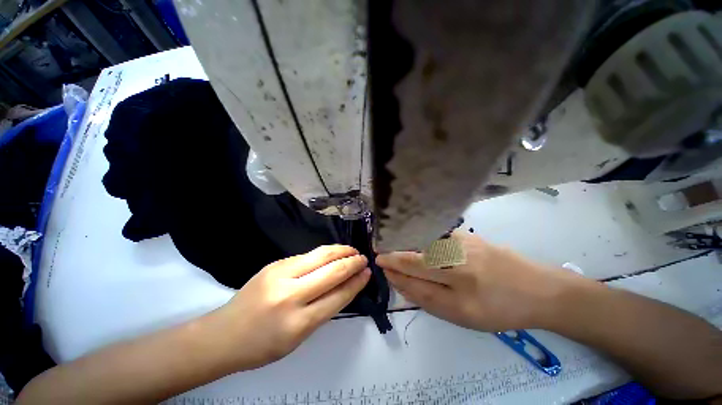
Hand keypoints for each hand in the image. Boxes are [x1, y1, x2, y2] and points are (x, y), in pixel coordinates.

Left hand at [216, 245, 369, 369]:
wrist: (224, 334)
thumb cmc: (263, 345)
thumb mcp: (298, 338)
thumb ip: (323, 310)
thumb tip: (345, 286)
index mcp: (298, 323)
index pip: (338, 296)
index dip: (356, 283)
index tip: (367, 273)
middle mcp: (290, 296)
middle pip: (331, 272)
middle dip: (352, 262)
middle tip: (363, 258)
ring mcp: (280, 275)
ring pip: (320, 256)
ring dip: (340, 251)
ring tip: (352, 250)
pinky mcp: (274, 264)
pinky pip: (307, 255)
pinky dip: (324, 253)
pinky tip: (332, 252)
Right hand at [376, 232, 574, 331]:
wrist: (538, 289)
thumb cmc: (500, 309)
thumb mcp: (461, 315)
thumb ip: (427, 297)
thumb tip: (401, 281)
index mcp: (457, 284)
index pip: (413, 273)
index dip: (394, 269)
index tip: (380, 264)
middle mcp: (456, 257)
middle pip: (415, 255)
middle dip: (393, 254)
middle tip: (380, 254)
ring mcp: (461, 241)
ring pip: (423, 241)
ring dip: (404, 242)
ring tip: (391, 245)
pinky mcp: (465, 234)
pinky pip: (435, 234)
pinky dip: (419, 236)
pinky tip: (413, 239)